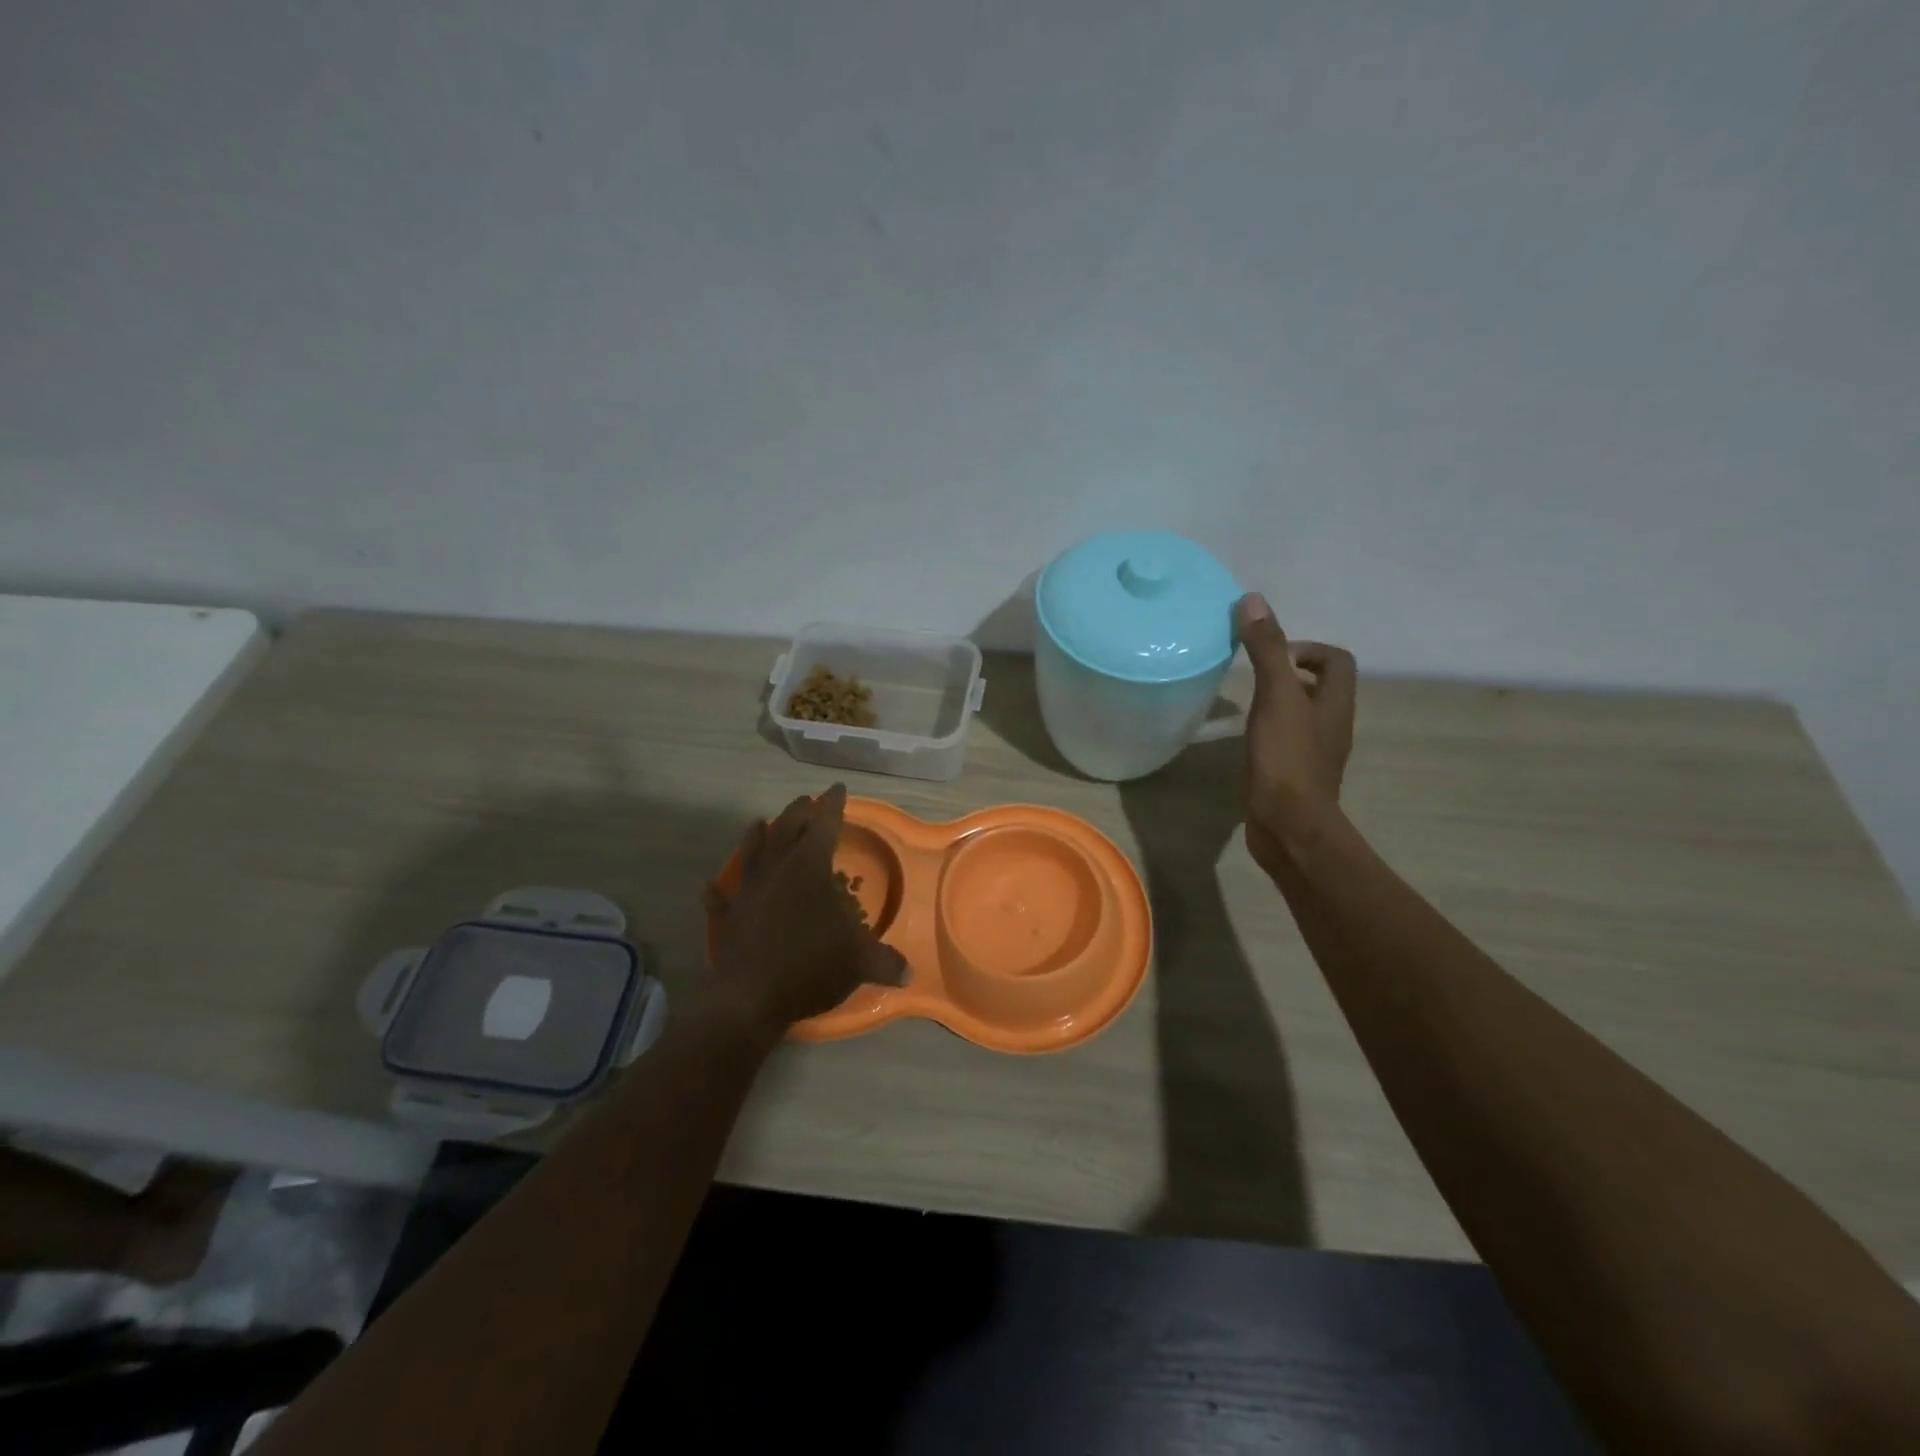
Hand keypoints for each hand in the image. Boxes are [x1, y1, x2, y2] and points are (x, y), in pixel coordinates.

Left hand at [701, 784, 908, 1035]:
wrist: (751, 998)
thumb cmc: (810, 964)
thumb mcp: (859, 961)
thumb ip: (885, 961)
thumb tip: (908, 972)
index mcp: (810, 867)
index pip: (825, 824)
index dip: (833, 805)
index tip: (837, 788)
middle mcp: (777, 870)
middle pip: (786, 829)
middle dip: (798, 812)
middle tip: (806, 801)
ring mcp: (748, 892)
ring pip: (751, 853)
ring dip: (756, 836)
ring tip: (759, 823)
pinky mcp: (728, 918)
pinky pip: (721, 898)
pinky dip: (718, 891)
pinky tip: (713, 885)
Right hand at [1236, 593, 1356, 872]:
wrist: (1289, 827)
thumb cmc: (1286, 759)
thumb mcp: (1275, 697)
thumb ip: (1267, 650)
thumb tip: (1254, 601)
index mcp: (1335, 702)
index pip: (1337, 660)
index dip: (1308, 648)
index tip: (1272, 656)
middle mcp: (1332, 724)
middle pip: (1320, 686)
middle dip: (1288, 673)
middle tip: (1253, 677)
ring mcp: (1316, 752)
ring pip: (1302, 714)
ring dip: (1278, 702)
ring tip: (1244, 704)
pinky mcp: (1296, 775)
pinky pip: (1288, 740)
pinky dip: (1270, 730)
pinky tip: (1246, 739)